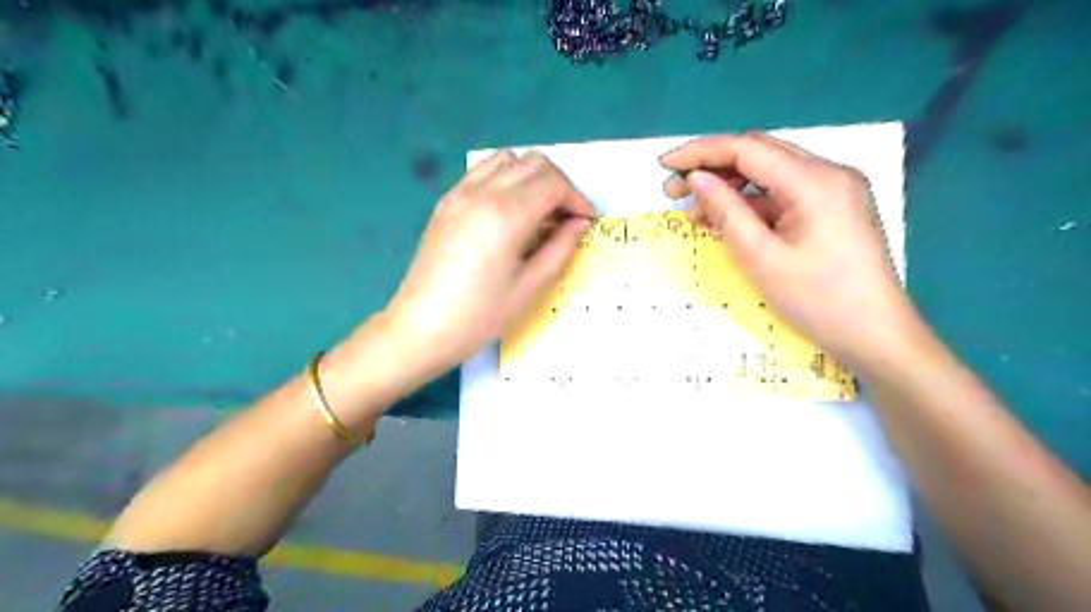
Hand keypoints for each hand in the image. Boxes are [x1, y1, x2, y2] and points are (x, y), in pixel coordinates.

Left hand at [379, 148, 592, 383]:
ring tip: (539, 211)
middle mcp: (483, 192)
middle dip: (560, 185)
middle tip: (567, 218)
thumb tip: (578, 224)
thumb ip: (560, 248)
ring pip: (508, 160)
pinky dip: (506, 179)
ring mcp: (460, 193)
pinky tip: (508, 211)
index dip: (578, 199)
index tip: (586, 221)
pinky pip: (483, 171)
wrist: (421, 327)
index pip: (554, 183)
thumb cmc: (479, 315)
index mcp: (506, 215)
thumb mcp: (529, 287)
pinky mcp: (446, 201)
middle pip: (535, 163)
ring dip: (532, 177)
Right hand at [656, 134, 917, 368]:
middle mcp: (828, 173)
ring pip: (769, 175)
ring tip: (692, 211)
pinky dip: (751, 205)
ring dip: (729, 188)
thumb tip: (696, 179)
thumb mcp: (761, 258)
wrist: (876, 336)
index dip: (700, 152)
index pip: (747, 148)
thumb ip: (726, 211)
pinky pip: (783, 196)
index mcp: (815, 181)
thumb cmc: (818, 301)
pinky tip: (724, 221)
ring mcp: (834, 191)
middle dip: (711, 168)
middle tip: (671, 190)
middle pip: (759, 155)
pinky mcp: (832, 209)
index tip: (664, 165)